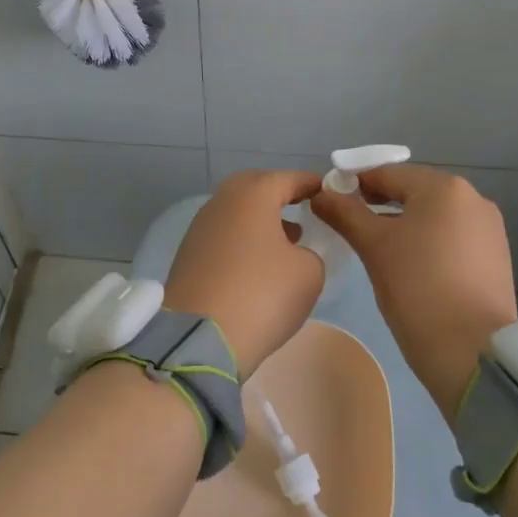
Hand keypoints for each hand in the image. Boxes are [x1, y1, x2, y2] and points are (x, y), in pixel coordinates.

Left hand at [163, 169, 325, 379]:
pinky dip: (243, 241)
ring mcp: (200, 227)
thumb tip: (293, 253)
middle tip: (303, 211)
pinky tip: (258, 265)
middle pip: (256, 188)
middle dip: (280, 197)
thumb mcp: (308, 273)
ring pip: (237, 212)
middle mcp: (222, 201)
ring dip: (261, 221)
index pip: (288, 178)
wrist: (200, 337)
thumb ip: (310, 253)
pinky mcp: (188, 254)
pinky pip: (224, 235)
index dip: (311, 185)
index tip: (328, 193)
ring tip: (286, 242)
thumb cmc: (261, 294)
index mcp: (253, 193)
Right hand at [313, 165, 517, 423]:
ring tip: (380, 253)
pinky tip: (413, 269)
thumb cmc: (417, 289)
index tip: (332, 206)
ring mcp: (489, 228)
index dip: (355, 186)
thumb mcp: (373, 247)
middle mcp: (473, 198)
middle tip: (353, 231)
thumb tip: (320, 193)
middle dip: (381, 206)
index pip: (388, 174)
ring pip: (434, 216)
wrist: (473, 353)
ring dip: (405, 226)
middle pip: (413, 192)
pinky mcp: (496, 256)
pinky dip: (429, 244)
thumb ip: (344, 213)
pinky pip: (452, 237)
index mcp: (444, 187)